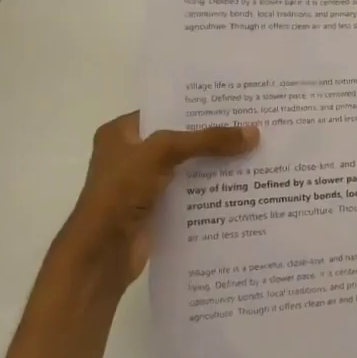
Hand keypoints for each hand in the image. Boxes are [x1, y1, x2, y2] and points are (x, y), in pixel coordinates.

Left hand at [49, 112, 258, 291]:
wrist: (102, 253)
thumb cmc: (121, 191)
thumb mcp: (163, 153)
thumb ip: (207, 141)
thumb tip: (254, 133)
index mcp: (121, 133)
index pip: (165, 110)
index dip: (197, 107)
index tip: (234, 104)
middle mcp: (131, 155)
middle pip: (180, 139)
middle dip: (213, 136)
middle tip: (252, 126)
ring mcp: (143, 184)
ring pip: (187, 167)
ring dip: (215, 164)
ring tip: (255, 152)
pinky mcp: (156, 209)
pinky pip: (190, 193)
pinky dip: (211, 190)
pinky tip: (241, 185)